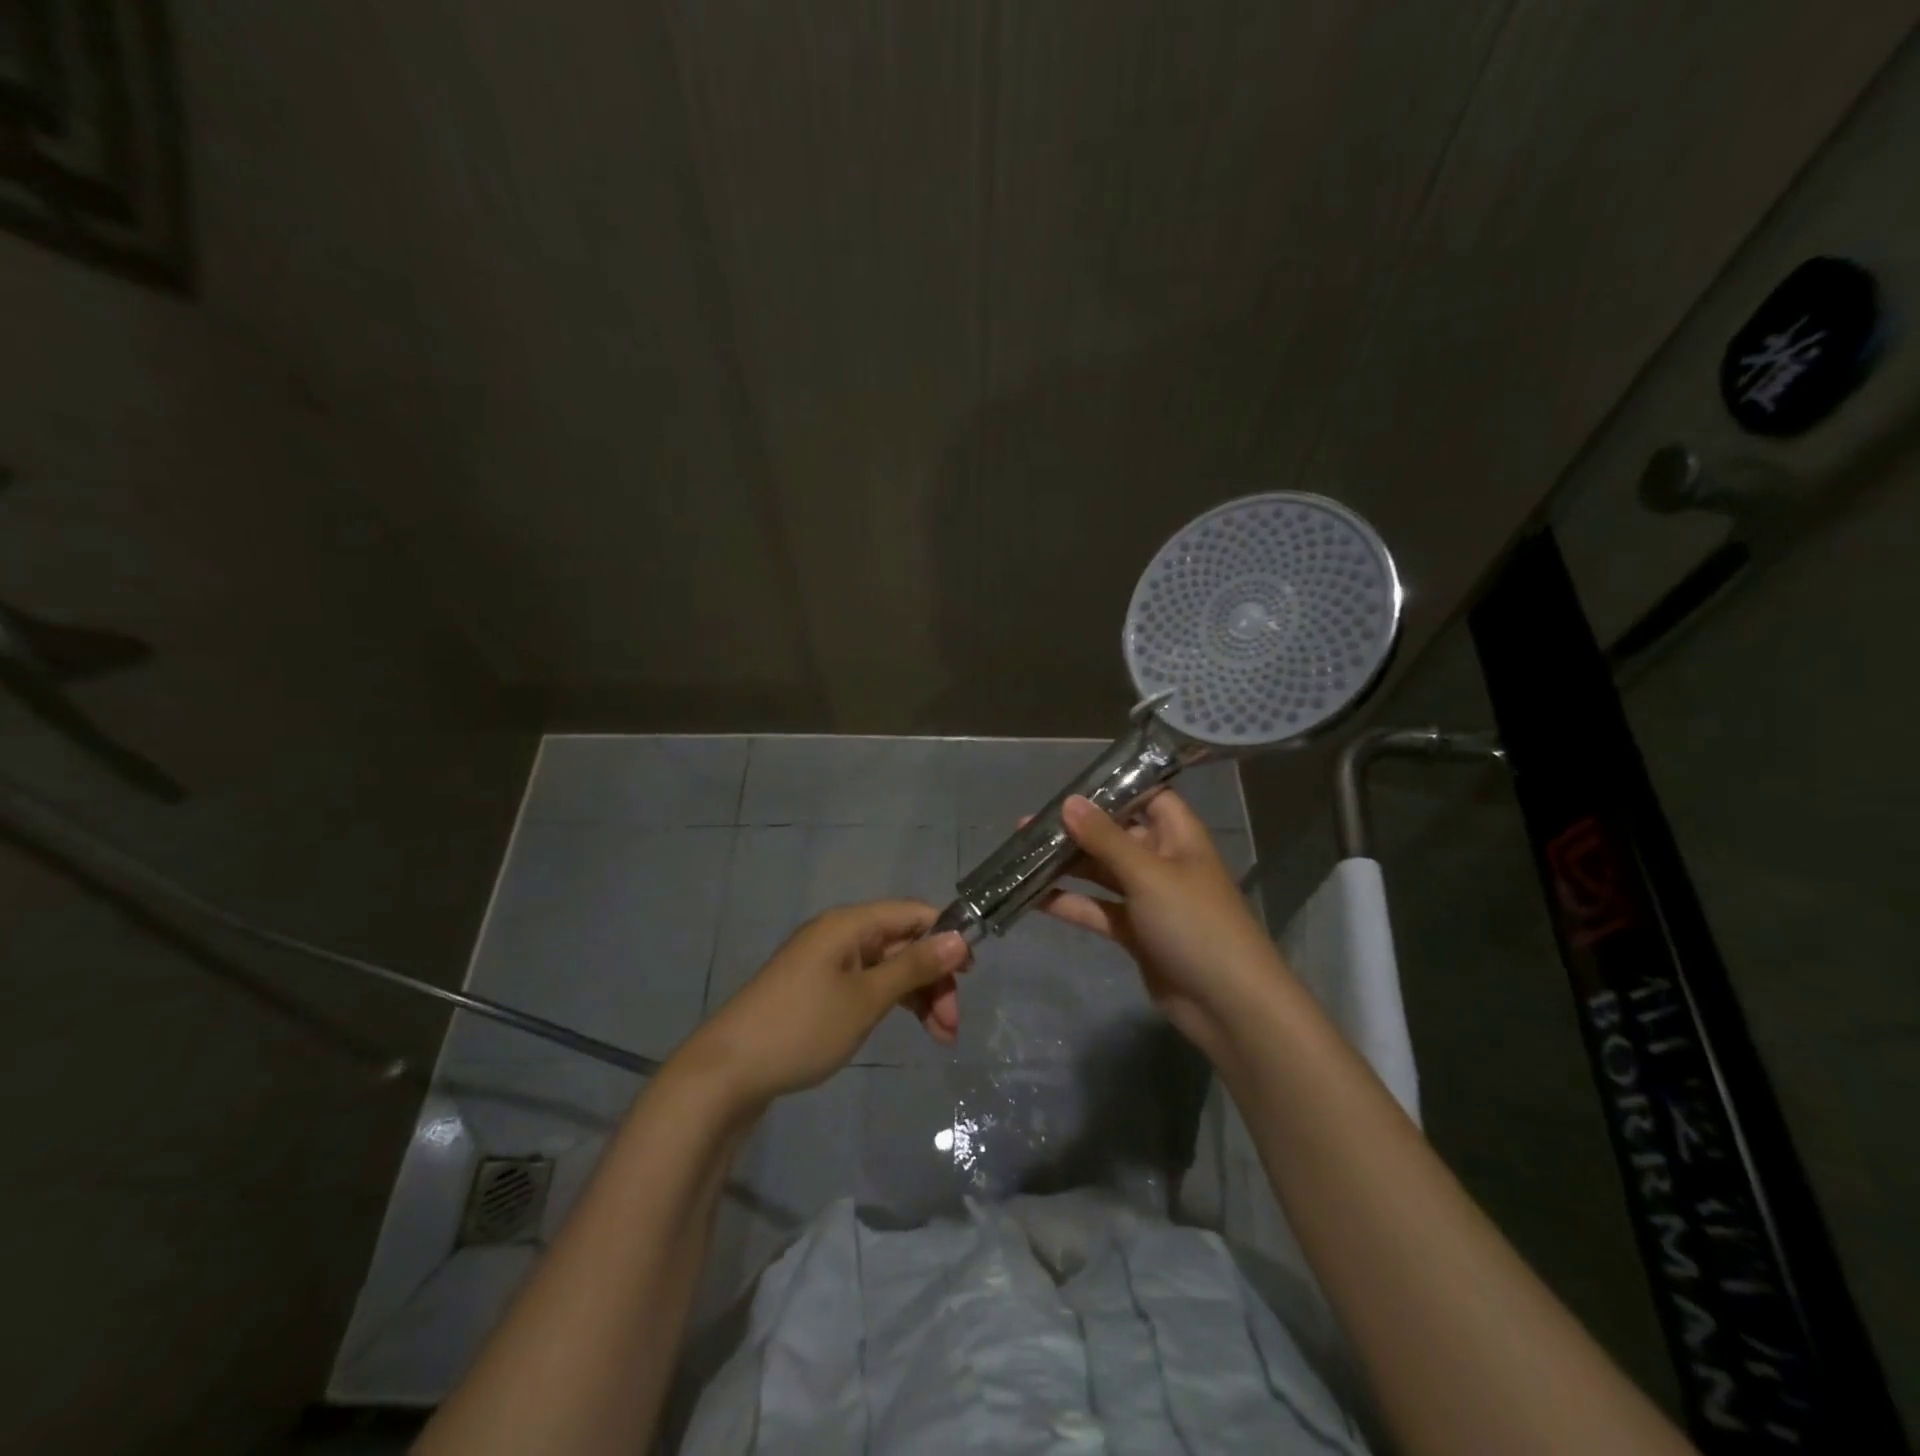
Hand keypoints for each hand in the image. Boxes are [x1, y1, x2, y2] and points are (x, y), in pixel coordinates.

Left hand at [678, 901, 970, 1112]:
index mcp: (850, 924)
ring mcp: (828, 962)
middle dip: (934, 979)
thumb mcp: (867, 999)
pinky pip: (868, 984)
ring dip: (918, 996)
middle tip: (952, 1026)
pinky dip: (892, 1002)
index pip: (913, 913)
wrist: (728, 1072)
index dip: (947, 937)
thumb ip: (915, 967)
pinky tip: (909, 1027)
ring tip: (941, 1038)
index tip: (972, 975)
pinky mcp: (819, 989)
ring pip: (889, 967)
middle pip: (903, 943)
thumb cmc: (803, 1028)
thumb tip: (960, 938)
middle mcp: (841, 934)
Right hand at [1041, 792, 1286, 1063]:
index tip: (1070, 787)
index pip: (1148, 797)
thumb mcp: (1148, 874)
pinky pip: (1097, 909)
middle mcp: (1163, 861)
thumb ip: (1105, 838)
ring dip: (1067, 865)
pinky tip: (1033, 897)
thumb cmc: (1195, 924)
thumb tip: (1069, 801)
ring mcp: (1148, 899)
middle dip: (1076, 829)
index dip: (1114, 789)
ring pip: (1102, 872)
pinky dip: (1070, 903)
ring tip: (1022, 854)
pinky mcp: (1135, 932)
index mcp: (1179, 837)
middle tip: (1028, 824)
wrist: (1228, 1004)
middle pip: (1116, 835)